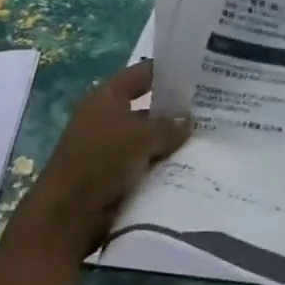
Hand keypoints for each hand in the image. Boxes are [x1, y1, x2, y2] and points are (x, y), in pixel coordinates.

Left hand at [2, 61, 191, 260]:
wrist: (71, 213)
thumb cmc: (101, 160)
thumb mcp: (141, 137)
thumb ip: (169, 127)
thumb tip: (189, 121)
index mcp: (106, 98)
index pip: (141, 74)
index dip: (167, 70)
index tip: (199, 72)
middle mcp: (108, 119)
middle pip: (149, 108)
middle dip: (177, 110)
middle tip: (214, 109)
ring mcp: (112, 148)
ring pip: (151, 138)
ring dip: (174, 141)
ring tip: (211, 138)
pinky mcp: (118, 175)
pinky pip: (149, 163)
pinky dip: (167, 163)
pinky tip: (195, 165)